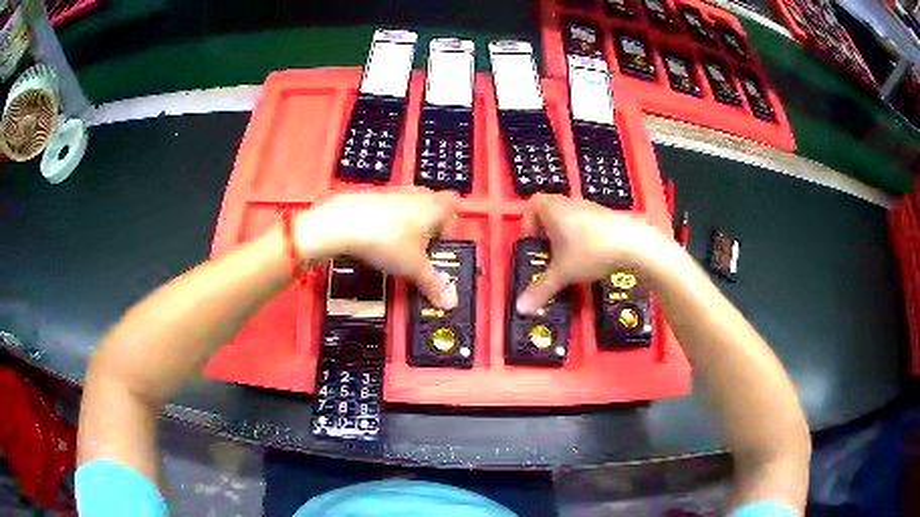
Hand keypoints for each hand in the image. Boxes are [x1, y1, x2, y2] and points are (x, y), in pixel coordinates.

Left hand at [295, 188, 459, 308]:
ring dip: (409, 222)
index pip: (454, 203)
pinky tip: (378, 240)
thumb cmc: (386, 240)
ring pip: (409, 205)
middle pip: (432, 203)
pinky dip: (387, 222)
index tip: (444, 241)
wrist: (344, 224)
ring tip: (400, 246)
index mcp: (434, 207)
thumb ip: (433, 284)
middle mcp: (416, 195)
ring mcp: (392, 193)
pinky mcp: (370, 197)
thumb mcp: (413, 268)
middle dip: (431, 224)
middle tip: (424, 247)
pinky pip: (387, 208)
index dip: (452, 222)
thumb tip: (450, 302)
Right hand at [516, 194, 669, 314]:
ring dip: (567, 232)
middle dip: (547, 230)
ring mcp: (591, 207)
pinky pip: (588, 221)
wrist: (633, 244)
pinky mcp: (607, 215)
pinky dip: (585, 234)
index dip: (529, 222)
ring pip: (571, 215)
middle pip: (551, 209)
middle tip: (550, 252)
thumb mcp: (563, 274)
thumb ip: (541, 290)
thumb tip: (520, 309)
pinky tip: (592, 255)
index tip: (534, 243)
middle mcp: (570, 203)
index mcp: (553, 209)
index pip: (532, 204)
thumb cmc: (590, 252)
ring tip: (571, 256)